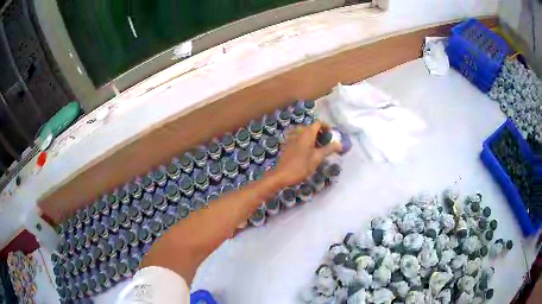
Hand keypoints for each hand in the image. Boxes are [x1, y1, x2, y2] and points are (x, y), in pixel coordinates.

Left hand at [274, 122, 341, 186]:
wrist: (281, 175)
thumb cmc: (301, 166)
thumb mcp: (317, 158)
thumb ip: (329, 149)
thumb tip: (340, 144)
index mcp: (306, 133)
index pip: (318, 123)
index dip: (326, 126)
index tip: (332, 133)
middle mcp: (298, 133)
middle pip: (311, 128)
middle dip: (320, 133)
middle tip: (327, 142)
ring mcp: (291, 139)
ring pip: (305, 134)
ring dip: (313, 138)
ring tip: (319, 148)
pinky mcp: (287, 146)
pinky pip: (299, 139)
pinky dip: (306, 142)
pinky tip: (308, 152)